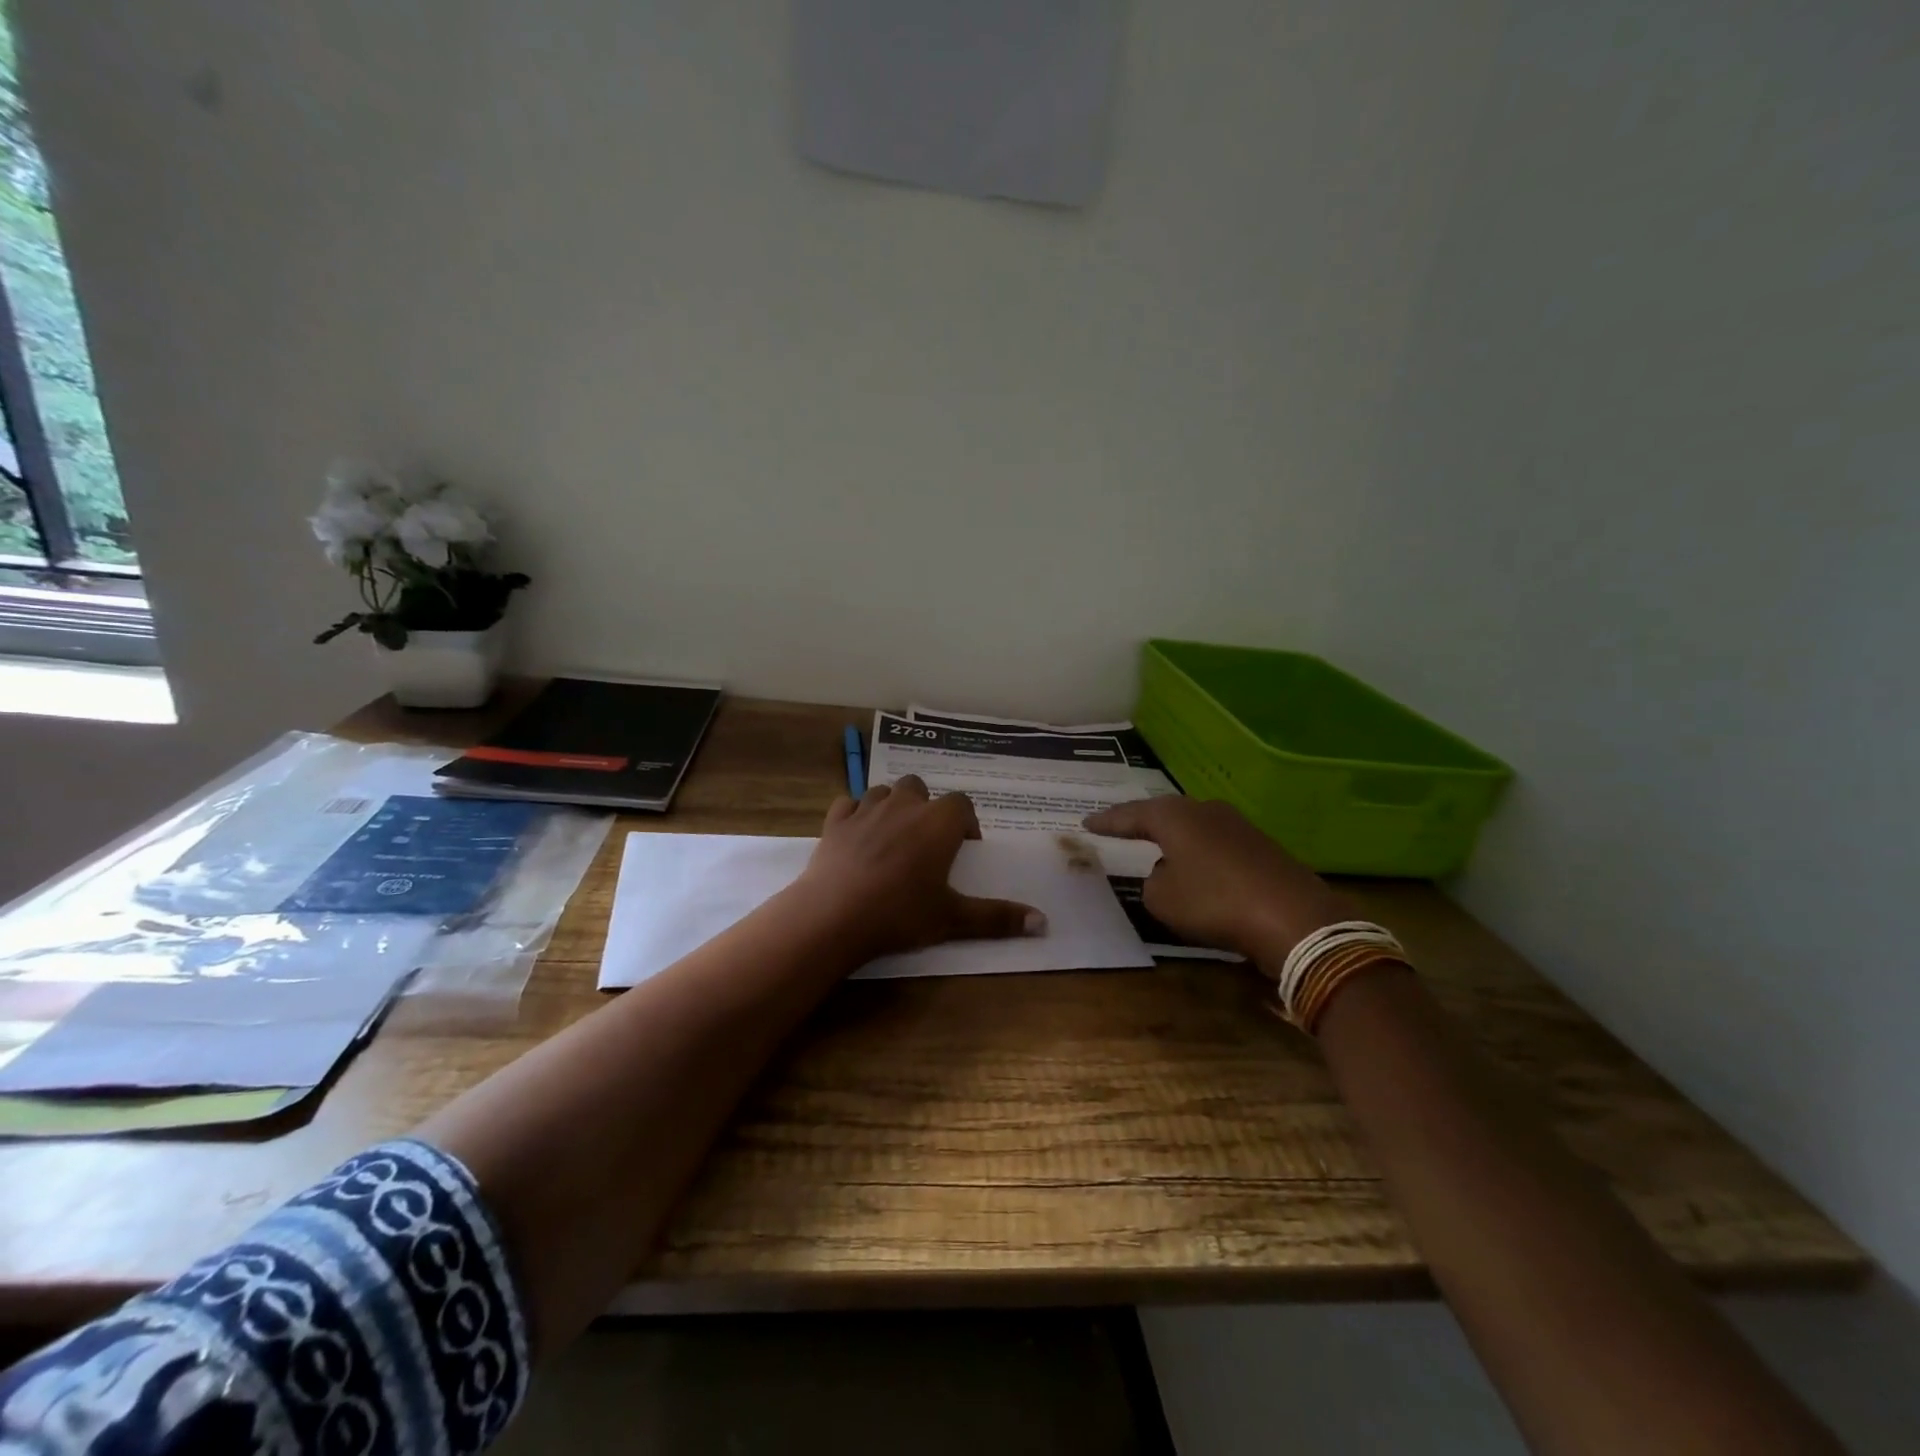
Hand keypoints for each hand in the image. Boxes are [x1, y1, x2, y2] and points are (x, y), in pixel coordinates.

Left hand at [796, 776, 1044, 963]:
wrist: (834, 915)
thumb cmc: (901, 913)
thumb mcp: (953, 919)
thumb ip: (997, 917)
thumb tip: (1044, 923)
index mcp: (938, 822)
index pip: (961, 804)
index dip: (965, 823)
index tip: (963, 849)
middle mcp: (904, 805)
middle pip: (921, 789)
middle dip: (927, 808)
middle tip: (926, 843)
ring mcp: (866, 809)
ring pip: (885, 792)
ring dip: (892, 807)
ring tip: (893, 838)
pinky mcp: (835, 821)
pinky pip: (848, 804)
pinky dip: (855, 814)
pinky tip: (857, 836)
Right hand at [1084, 797, 1355, 967]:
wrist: (1293, 917)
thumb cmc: (1214, 902)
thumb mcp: (1162, 900)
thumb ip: (1152, 883)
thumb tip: (1166, 874)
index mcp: (1174, 816)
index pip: (1130, 815)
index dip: (1107, 822)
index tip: (1086, 823)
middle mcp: (1204, 810)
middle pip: (1164, 813)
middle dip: (1141, 822)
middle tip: (1119, 828)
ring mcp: (1237, 825)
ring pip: (1193, 827)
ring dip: (1174, 839)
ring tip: (1156, 847)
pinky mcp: (1260, 846)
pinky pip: (1215, 844)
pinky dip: (1199, 854)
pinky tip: (1197, 868)